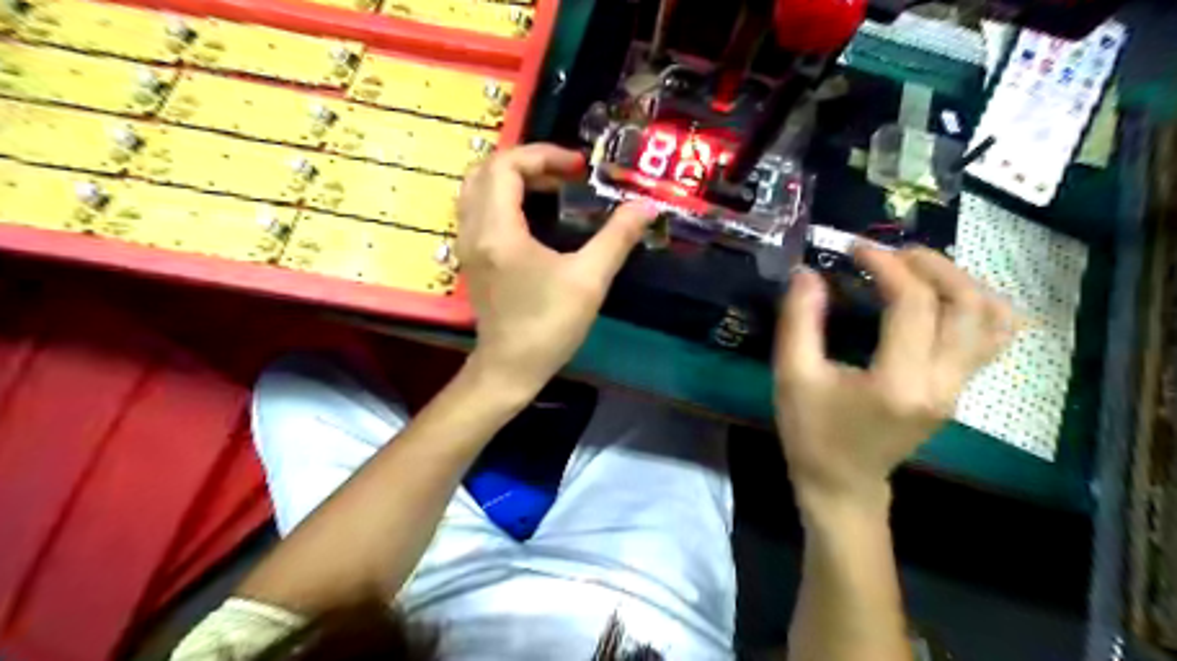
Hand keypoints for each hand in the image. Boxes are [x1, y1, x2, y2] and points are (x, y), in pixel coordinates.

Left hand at [455, 144, 657, 396]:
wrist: (510, 368)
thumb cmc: (548, 326)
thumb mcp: (589, 280)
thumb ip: (617, 238)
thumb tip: (646, 206)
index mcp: (498, 230)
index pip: (506, 165)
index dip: (544, 155)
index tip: (579, 169)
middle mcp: (474, 230)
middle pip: (486, 170)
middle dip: (528, 163)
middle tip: (565, 175)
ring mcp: (468, 244)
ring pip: (477, 189)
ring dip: (513, 179)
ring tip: (551, 189)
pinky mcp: (473, 258)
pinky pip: (479, 209)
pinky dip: (503, 197)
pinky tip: (534, 215)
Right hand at [780, 247, 1017, 515]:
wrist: (843, 484)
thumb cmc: (812, 434)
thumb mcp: (793, 377)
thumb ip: (799, 322)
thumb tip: (807, 272)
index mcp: (898, 383)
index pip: (913, 305)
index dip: (887, 266)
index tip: (855, 249)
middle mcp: (942, 383)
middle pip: (965, 303)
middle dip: (930, 265)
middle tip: (890, 253)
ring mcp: (958, 388)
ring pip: (990, 318)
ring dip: (959, 281)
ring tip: (918, 268)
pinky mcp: (958, 389)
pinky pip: (991, 338)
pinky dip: (978, 306)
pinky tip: (945, 295)